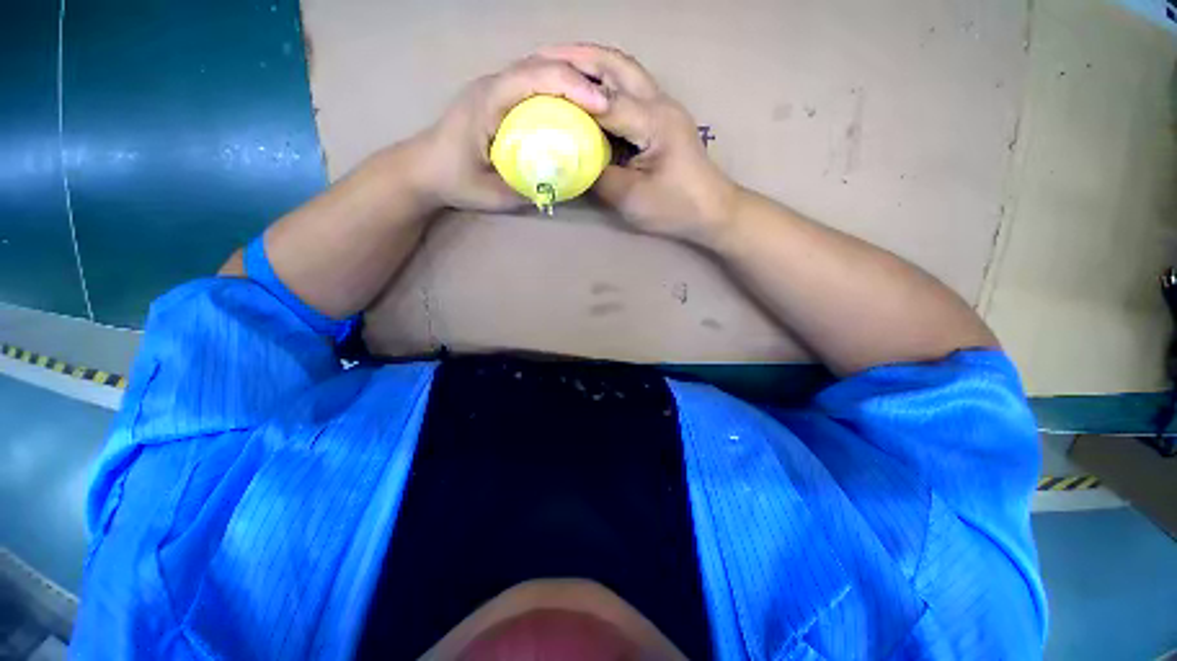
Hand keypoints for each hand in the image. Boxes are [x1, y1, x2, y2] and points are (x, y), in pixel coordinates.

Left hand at [410, 55, 608, 212]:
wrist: (424, 169)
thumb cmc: (454, 181)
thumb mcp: (492, 194)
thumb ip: (528, 188)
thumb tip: (566, 185)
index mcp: (488, 101)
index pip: (534, 79)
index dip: (572, 86)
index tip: (602, 105)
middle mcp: (492, 85)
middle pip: (541, 64)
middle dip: (579, 76)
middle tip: (610, 100)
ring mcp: (495, 87)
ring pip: (538, 68)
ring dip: (571, 76)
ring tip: (599, 97)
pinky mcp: (499, 96)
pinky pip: (534, 82)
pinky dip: (559, 86)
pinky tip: (575, 102)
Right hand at [540, 44, 739, 245]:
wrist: (712, 210)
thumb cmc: (675, 208)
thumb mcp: (632, 198)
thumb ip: (599, 176)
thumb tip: (571, 159)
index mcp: (654, 121)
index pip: (606, 101)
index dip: (571, 96)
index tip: (536, 90)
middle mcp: (659, 104)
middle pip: (616, 65)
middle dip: (579, 56)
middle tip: (543, 56)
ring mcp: (663, 108)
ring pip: (624, 71)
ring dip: (592, 63)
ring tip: (559, 65)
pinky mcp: (662, 119)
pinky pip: (629, 90)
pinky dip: (604, 83)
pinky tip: (586, 93)